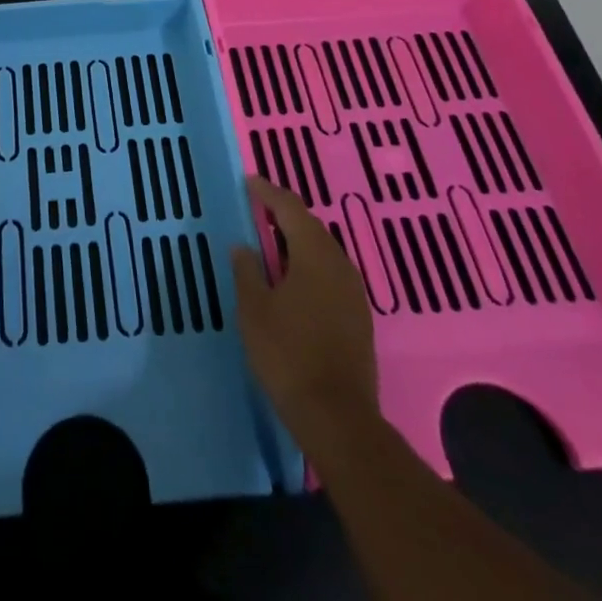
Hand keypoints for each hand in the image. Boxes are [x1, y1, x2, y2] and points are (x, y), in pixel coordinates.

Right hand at [231, 175, 380, 452]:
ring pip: (323, 251)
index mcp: (314, 254)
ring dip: (297, 240)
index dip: (268, 192)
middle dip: (283, 214)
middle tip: (257, 209)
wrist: (338, 419)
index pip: (290, 208)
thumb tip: (243, 246)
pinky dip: (308, 264)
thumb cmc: (288, 355)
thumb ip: (247, 271)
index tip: (249, 182)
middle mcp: (339, 265)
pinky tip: (292, 279)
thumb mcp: (254, 310)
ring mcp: (353, 292)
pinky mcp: (358, 317)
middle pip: (310, 226)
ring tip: (271, 242)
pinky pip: (330, 273)